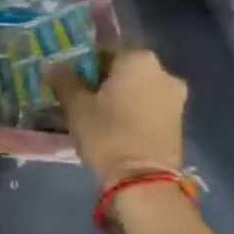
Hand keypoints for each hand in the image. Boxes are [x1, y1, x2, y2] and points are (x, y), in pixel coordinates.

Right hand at [51, 48, 187, 186]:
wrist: (145, 182)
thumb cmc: (108, 134)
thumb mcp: (77, 106)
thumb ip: (64, 80)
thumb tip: (54, 66)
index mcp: (139, 58)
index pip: (104, 50)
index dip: (84, 65)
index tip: (71, 82)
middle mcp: (163, 71)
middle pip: (124, 69)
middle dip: (105, 81)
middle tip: (84, 99)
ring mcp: (175, 97)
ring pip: (139, 88)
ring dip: (121, 97)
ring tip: (99, 117)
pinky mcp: (180, 120)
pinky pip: (150, 106)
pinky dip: (135, 111)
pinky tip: (118, 128)